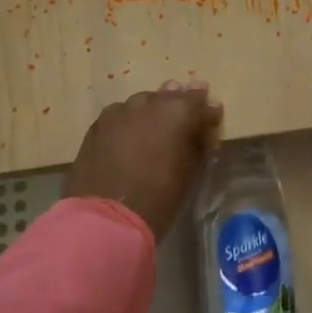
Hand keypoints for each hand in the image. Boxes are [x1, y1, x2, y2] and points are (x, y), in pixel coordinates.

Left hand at [63, 80, 223, 239]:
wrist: (107, 217)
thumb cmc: (159, 197)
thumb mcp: (191, 171)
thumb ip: (199, 143)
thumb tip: (204, 131)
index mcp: (179, 111)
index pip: (200, 102)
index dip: (208, 111)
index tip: (212, 116)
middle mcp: (150, 102)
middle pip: (170, 96)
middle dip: (180, 104)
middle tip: (184, 117)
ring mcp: (121, 110)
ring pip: (143, 104)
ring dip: (153, 112)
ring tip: (154, 128)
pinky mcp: (98, 123)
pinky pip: (121, 116)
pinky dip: (130, 122)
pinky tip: (129, 137)